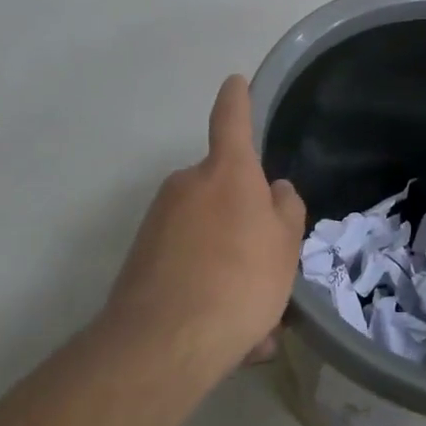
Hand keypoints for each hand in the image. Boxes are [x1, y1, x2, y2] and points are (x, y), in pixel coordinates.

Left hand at [100, 75, 306, 380]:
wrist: (163, 343)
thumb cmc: (240, 281)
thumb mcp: (284, 246)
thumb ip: (284, 210)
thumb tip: (272, 190)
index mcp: (226, 173)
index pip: (231, 120)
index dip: (237, 99)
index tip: (235, 81)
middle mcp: (187, 186)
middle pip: (223, 192)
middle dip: (244, 223)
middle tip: (268, 270)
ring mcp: (158, 221)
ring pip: (208, 237)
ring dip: (230, 267)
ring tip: (253, 323)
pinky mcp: (140, 258)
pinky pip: (188, 265)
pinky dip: (208, 289)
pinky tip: (227, 333)